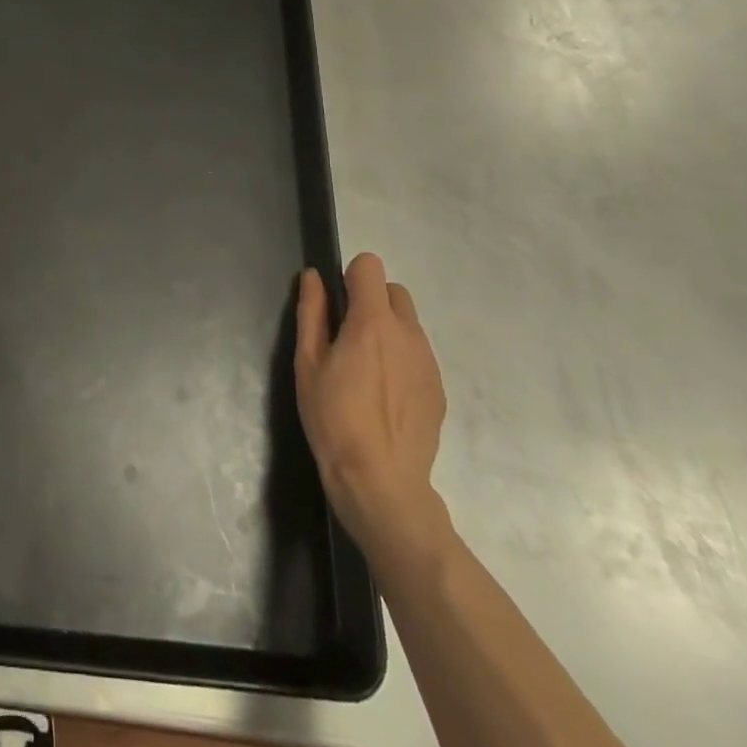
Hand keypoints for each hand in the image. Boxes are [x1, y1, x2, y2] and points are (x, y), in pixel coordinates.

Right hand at [295, 253, 450, 566]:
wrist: (381, 480)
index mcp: (372, 321)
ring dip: (387, 329)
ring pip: (408, 323)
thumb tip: (314, 276)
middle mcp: (408, 333)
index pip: (370, 267)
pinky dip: (401, 357)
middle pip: (394, 291)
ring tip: (365, 369)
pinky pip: (418, 354)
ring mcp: (428, 361)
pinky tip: (383, 393)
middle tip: (347, 336)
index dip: (350, 277)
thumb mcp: (308, 363)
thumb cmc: (333, 417)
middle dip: (371, 300)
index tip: (336, 305)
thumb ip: (312, 313)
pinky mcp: (438, 387)